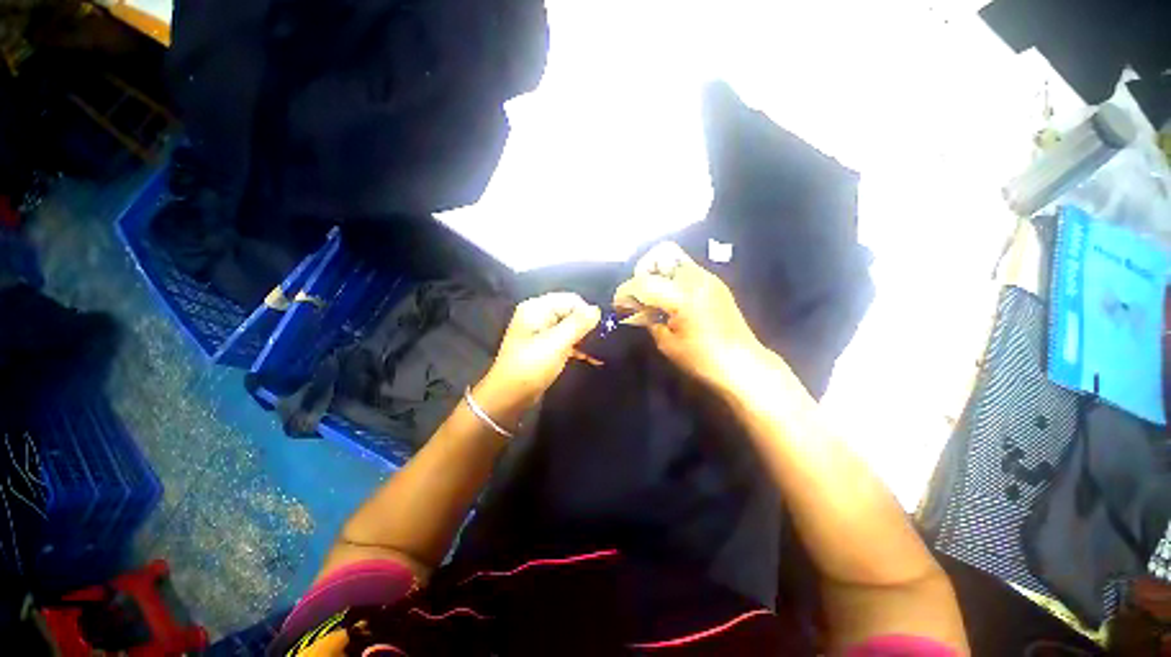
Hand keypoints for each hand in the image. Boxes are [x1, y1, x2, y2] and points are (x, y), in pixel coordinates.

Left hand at [480, 292, 600, 411]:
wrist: (509, 397)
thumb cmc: (531, 366)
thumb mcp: (557, 343)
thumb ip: (578, 324)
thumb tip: (597, 309)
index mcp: (537, 308)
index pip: (571, 299)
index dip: (586, 312)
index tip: (599, 330)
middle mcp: (538, 315)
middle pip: (570, 312)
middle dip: (586, 326)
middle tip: (601, 342)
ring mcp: (540, 332)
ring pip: (569, 328)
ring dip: (584, 339)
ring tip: (600, 352)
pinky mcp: (543, 347)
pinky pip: (565, 341)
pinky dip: (577, 348)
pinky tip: (592, 358)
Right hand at [613, 242, 763, 389]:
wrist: (743, 364)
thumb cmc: (702, 360)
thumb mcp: (667, 343)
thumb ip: (647, 318)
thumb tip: (632, 308)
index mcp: (682, 296)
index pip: (643, 282)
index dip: (625, 292)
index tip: (618, 305)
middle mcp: (696, 278)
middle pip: (660, 255)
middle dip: (642, 273)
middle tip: (638, 295)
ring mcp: (708, 277)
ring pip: (674, 257)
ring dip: (657, 272)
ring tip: (653, 296)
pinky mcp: (715, 282)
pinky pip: (686, 268)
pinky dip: (671, 277)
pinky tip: (670, 299)